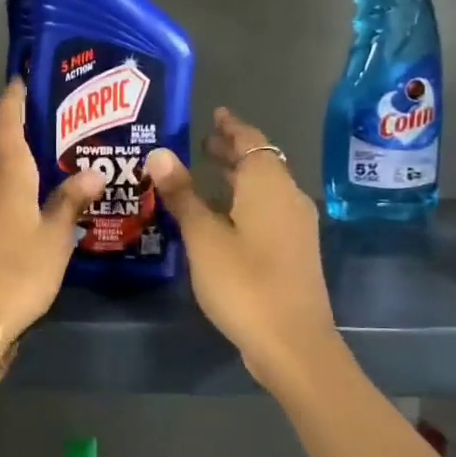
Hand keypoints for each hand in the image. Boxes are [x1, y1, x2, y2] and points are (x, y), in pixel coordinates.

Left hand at [0, 81, 106, 343]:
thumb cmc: (16, 273)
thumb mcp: (54, 240)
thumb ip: (69, 202)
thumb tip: (92, 172)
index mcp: (6, 172)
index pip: (5, 120)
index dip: (13, 97)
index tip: (23, 81)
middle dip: (4, 124)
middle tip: (31, 123)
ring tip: (19, 158)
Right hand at [143, 108, 333, 391]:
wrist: (292, 343)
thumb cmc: (244, 284)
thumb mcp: (203, 237)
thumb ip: (183, 194)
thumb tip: (159, 153)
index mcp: (268, 186)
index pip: (251, 140)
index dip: (231, 126)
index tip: (214, 113)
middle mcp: (288, 198)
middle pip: (261, 162)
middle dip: (233, 150)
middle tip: (201, 142)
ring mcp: (296, 226)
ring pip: (265, 188)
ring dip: (238, 177)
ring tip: (205, 173)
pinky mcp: (294, 251)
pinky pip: (267, 209)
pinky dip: (244, 201)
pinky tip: (222, 217)